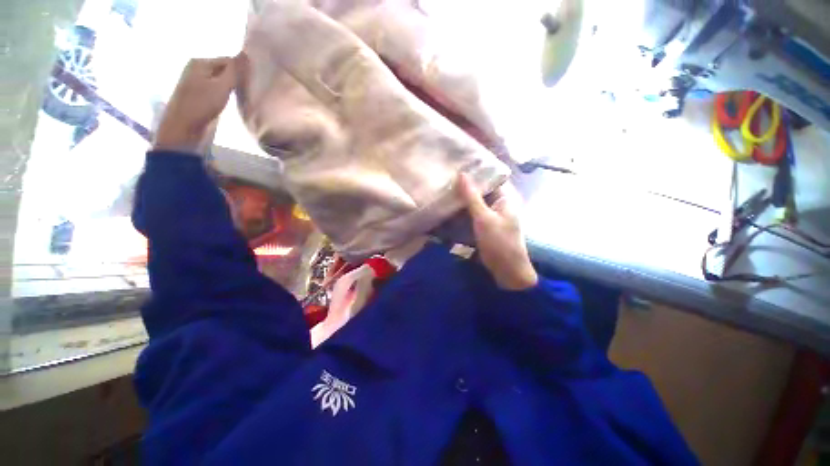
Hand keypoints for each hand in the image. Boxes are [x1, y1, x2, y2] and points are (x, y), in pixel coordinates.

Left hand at [154, 55, 242, 153]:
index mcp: (200, 62)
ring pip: (222, 81)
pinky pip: (218, 90)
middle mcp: (198, 69)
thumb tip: (246, 53)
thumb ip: (234, 71)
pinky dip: (226, 94)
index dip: (242, 70)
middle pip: (225, 70)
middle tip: (251, 90)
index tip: (255, 82)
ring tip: (245, 96)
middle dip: (237, 79)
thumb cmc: (201, 105)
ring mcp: (198, 83)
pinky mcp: (200, 96)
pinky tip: (233, 101)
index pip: (229, 60)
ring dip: (233, 88)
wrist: (184, 127)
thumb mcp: (221, 86)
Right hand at [457, 174, 537, 290]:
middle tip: (449, 171)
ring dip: (465, 194)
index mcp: (506, 196)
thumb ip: (472, 196)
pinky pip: (474, 209)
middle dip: (468, 181)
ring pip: (477, 198)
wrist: (506, 269)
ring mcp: (492, 212)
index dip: (478, 168)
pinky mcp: (485, 222)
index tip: (461, 160)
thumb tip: (462, 173)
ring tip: (447, 182)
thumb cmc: (499, 242)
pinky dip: (465, 205)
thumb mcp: (484, 218)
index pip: (492, 175)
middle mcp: (500, 201)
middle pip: (483, 187)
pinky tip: (452, 201)